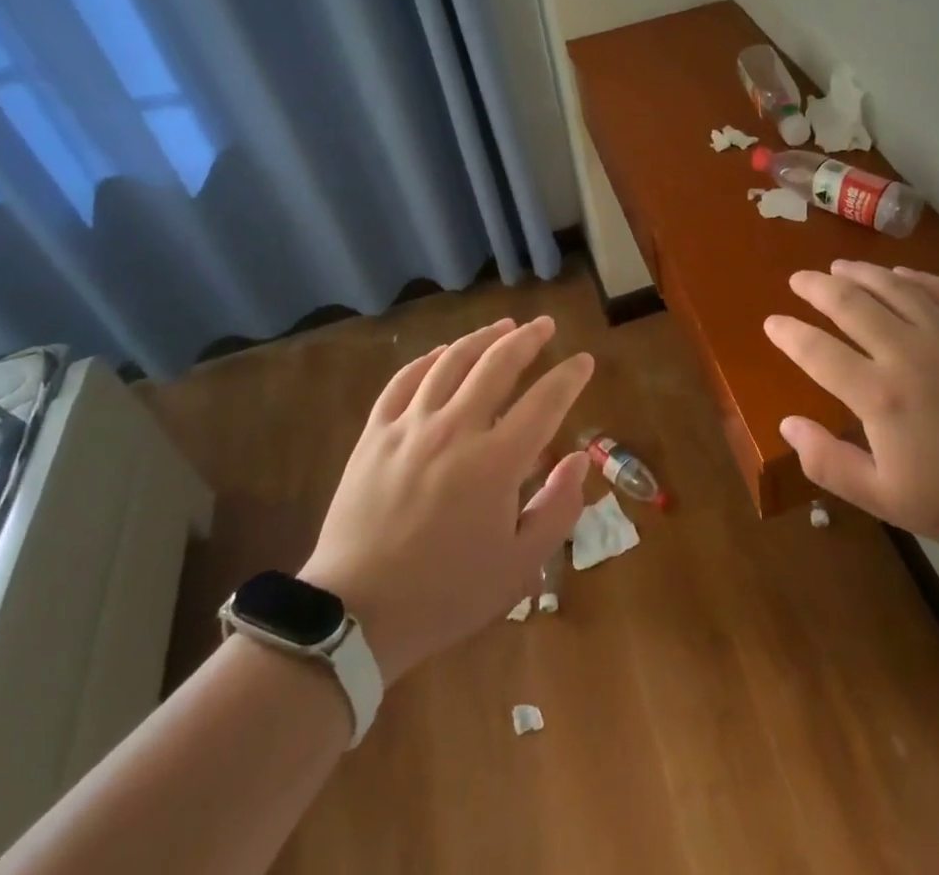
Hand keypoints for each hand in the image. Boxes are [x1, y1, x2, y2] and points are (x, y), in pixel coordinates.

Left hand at [300, 317, 592, 686]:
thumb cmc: (446, 593)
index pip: (545, 400)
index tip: (584, 360)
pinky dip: (428, 359)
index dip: (569, 376)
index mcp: (496, 462)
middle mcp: (455, 429)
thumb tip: (580, 459)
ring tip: (502, 326)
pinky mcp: (375, 434)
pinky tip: (442, 353)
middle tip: (544, 324)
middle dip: (527, 338)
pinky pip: (404, 380)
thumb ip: (558, 508)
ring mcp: (410, 426)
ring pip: (451, 361)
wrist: (354, 615)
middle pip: (498, 363)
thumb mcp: (519, 566)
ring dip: (482, 338)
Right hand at [765, 261, 938, 561]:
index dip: (789, 334)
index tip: (772, 322)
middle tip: (799, 280)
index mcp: (879, 394)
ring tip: (839, 267)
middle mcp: (907, 352)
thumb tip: (788, 426)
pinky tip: (902, 274)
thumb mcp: (886, 499)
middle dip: (817, 288)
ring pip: (894, 287)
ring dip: (860, 273)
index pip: (818, 352)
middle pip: (851, 304)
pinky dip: (915, 277)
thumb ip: (829, 462)